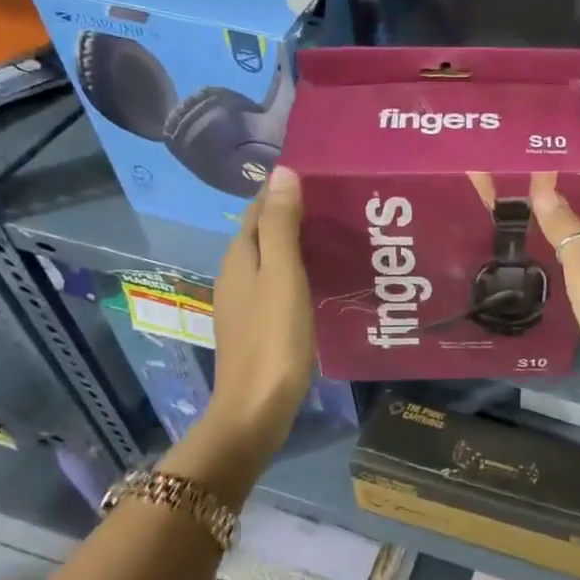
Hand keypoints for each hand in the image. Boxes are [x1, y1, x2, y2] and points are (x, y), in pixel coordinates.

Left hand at [192, 166, 314, 491]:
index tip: (323, 177)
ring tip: (340, 235)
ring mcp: (245, 302)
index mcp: (240, 257)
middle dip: (295, 213)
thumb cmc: (273, 339)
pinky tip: (324, 279)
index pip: (258, 208)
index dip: (284, 189)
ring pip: (272, 258)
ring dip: (299, 243)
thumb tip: (282, 171)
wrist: (256, 408)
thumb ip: (282, 226)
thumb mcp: (283, 276)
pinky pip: (278, 283)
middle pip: (264, 232)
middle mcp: (237, 274)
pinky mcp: (258, 325)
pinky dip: (299, 271)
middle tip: (342, 204)